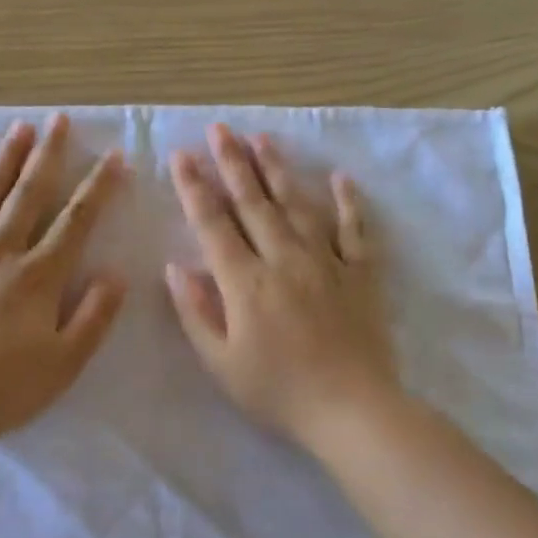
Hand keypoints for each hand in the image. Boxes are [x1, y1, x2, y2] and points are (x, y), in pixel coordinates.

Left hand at [0, 116, 127, 443]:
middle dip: (48, 157)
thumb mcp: (65, 363)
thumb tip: (116, 274)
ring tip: (18, 129)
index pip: (75, 222)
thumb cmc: (5, 390)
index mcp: (37, 278)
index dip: (97, 188)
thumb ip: (94, 317)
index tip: (112, 156)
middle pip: (28, 197)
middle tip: (59, 121)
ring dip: (2, 163)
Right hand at [166, 124, 398, 450]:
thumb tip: (176, 268)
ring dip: (279, 170)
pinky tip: (340, 178)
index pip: (213, 225)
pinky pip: (355, 229)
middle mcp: (284, 259)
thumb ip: (196, 313)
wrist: (351, 409)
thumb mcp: (221, 363)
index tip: (181, 157)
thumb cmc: (278, 392)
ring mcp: (327, 262)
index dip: (195, 189)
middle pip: (254, 203)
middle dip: (233, 163)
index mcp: (245, 282)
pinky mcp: (361, 274)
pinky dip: (348, 202)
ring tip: (263, 140)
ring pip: (299, 205)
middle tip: (219, 129)